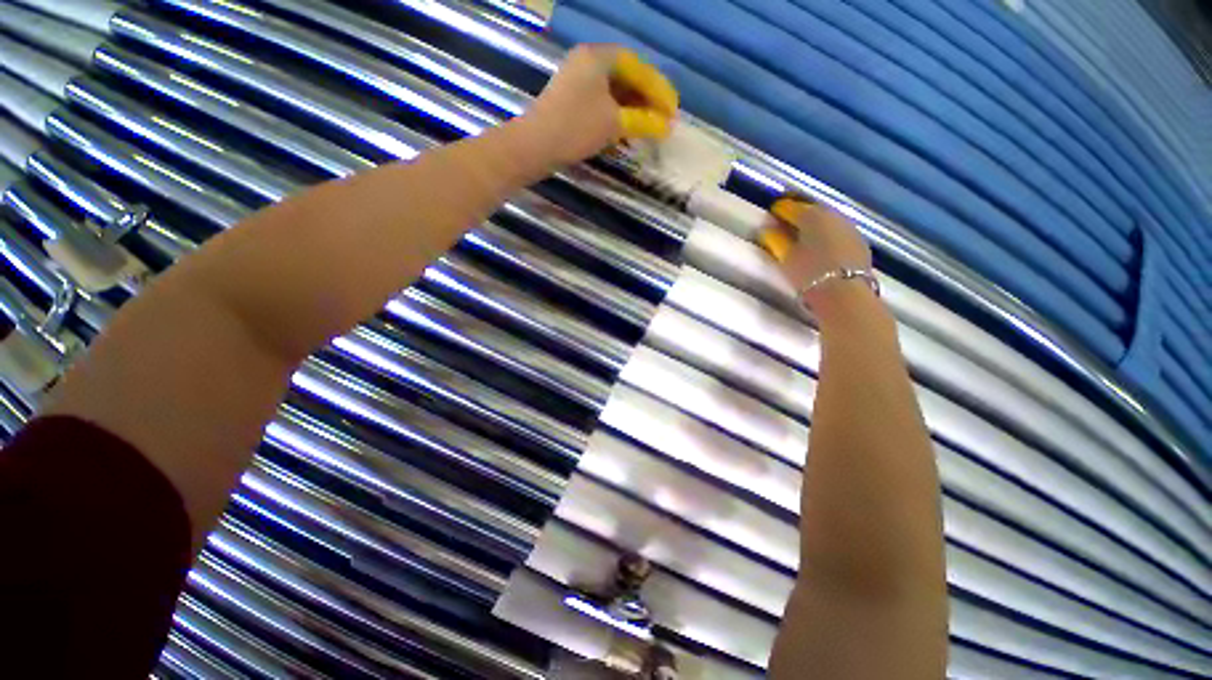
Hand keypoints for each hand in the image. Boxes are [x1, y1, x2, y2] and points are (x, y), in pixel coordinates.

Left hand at [522, 45, 677, 166]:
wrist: (536, 146)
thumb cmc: (576, 129)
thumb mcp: (614, 123)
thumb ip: (643, 121)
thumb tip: (667, 126)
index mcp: (599, 57)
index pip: (638, 68)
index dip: (659, 90)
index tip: (673, 111)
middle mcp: (588, 62)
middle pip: (627, 78)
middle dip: (647, 100)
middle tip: (663, 120)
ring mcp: (578, 81)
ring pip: (615, 92)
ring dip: (634, 110)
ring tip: (649, 128)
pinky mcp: (572, 100)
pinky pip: (603, 103)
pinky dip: (618, 116)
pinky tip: (628, 132)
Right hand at [769, 198, 873, 313]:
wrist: (845, 293)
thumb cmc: (809, 273)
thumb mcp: (786, 257)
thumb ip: (775, 240)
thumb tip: (768, 229)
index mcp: (812, 215)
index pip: (791, 207)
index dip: (779, 210)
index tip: (770, 216)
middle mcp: (833, 215)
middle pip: (812, 210)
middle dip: (798, 216)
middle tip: (784, 226)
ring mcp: (849, 227)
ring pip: (827, 220)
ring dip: (814, 225)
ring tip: (802, 237)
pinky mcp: (859, 241)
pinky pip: (837, 231)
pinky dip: (827, 234)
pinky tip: (820, 246)